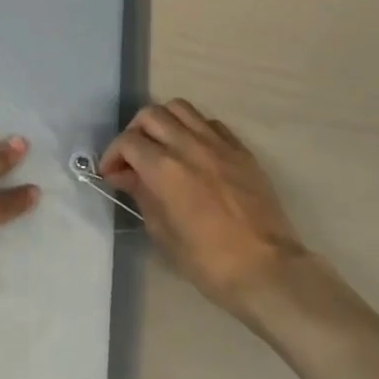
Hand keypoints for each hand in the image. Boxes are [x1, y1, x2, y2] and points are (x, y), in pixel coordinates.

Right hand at [100, 101, 310, 318]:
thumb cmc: (208, 261)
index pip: (128, 142)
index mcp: (165, 168)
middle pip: (151, 115)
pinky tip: (194, 151)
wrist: (267, 270)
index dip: (113, 155)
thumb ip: (142, 195)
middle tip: (133, 157)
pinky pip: (210, 123)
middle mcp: (188, 145)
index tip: (112, 174)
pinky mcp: (241, 150)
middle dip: (134, 132)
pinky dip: (194, 129)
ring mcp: (218, 144)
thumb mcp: (163, 233)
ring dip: (163, 121)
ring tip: (162, 145)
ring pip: (180, 108)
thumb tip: (126, 176)